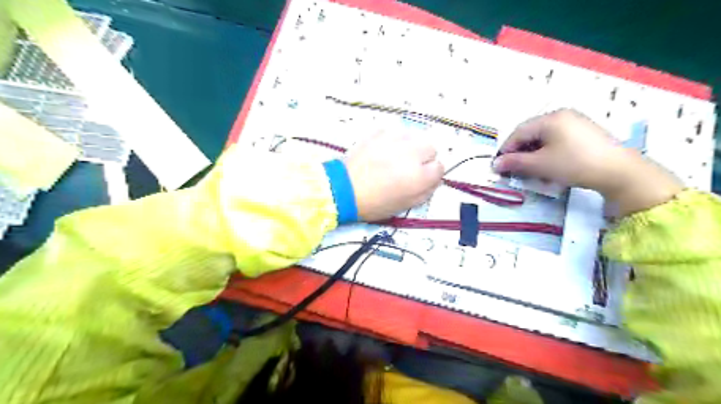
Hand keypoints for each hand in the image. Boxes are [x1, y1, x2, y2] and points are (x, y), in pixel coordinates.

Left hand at [344, 131, 444, 222]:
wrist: (343, 189)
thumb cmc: (374, 203)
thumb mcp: (405, 205)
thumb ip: (425, 192)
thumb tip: (434, 180)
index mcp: (420, 175)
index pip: (440, 167)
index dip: (430, 174)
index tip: (420, 178)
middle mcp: (412, 154)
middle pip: (430, 147)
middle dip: (423, 157)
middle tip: (408, 167)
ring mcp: (395, 140)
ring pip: (414, 137)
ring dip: (409, 147)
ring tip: (394, 158)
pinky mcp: (379, 132)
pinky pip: (394, 133)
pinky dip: (392, 141)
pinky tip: (382, 151)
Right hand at [490, 109, 682, 215]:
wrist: (619, 171)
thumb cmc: (574, 164)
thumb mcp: (540, 165)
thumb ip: (515, 163)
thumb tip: (495, 164)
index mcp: (550, 119)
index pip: (518, 132)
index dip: (506, 149)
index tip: (499, 166)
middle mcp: (562, 115)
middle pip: (531, 133)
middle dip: (519, 152)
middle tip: (514, 169)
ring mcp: (575, 122)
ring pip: (544, 137)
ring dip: (533, 153)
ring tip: (530, 169)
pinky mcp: (585, 132)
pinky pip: (557, 139)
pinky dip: (547, 151)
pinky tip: (548, 165)